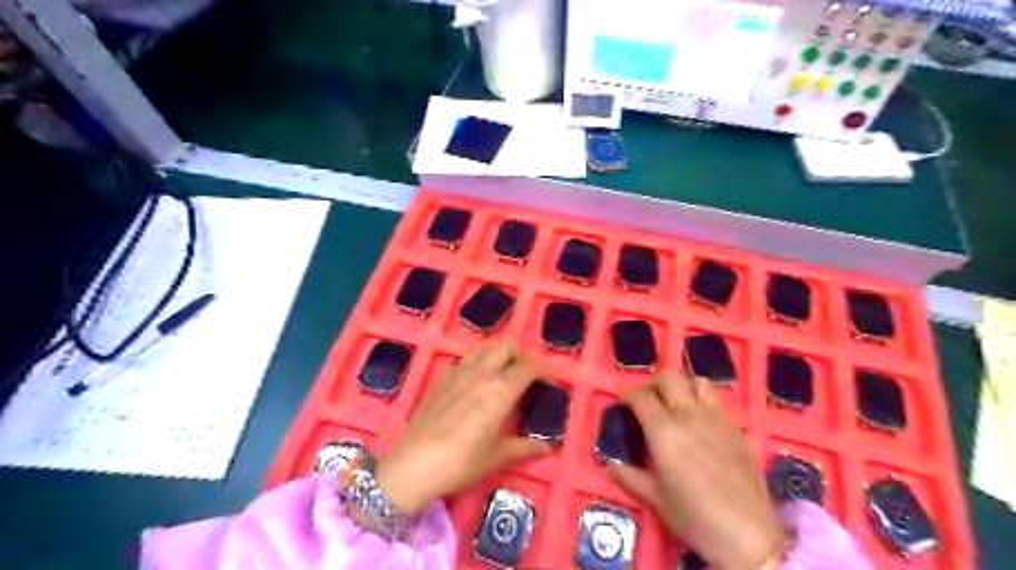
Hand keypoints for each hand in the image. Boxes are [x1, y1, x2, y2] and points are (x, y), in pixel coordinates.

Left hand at [373, 343, 552, 516]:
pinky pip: (465, 360)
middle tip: (525, 378)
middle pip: (507, 347)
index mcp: (501, 389)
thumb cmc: (462, 462)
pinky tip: (474, 384)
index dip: (543, 371)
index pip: (529, 367)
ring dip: (498, 355)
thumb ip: (525, 447)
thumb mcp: (497, 456)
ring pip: (484, 348)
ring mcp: (458, 372)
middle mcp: (482, 372)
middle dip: (520, 357)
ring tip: (502, 376)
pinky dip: (477, 363)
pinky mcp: (441, 378)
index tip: (548, 383)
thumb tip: (548, 447)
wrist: (414, 465)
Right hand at [611, 373, 783, 569]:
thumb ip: (630, 477)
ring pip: (698, 382)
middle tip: (646, 400)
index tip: (621, 405)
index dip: (627, 396)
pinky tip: (700, 424)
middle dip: (653, 384)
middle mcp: (690, 416)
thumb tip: (609, 467)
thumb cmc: (694, 517)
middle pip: (669, 379)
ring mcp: (717, 420)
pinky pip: (718, 403)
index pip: (641, 397)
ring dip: (682, 386)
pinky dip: (703, 402)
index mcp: (665, 431)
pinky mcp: (737, 430)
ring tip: (675, 403)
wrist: (747, 535)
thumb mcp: (656, 499)